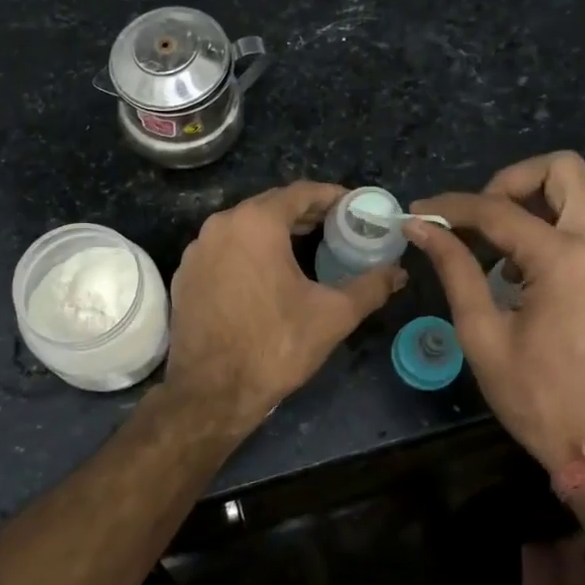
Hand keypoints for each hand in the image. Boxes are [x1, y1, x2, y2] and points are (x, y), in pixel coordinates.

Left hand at [166, 182, 406, 432]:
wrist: (211, 392)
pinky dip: (250, 252)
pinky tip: (268, 275)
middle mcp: (221, 225)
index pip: (301, 192)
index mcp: (256, 223)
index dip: (332, 196)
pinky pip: (225, 249)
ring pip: (245, 227)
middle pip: (271, 206)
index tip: (354, 207)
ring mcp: (198, 250)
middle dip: (306, 214)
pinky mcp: (186, 274)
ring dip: (277, 232)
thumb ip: (370, 286)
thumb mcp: (333, 315)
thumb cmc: (275, 345)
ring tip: (307, 249)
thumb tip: (398, 272)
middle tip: (337, 228)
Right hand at [406, 152, 584, 471]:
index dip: (452, 207)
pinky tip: (525, 275)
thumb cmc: (537, 398)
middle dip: (511, 182)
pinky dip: (553, 232)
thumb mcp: (483, 334)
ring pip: (580, 197)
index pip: (499, 211)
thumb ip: (455, 269)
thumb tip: (421, 227)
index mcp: (567, 261)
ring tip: (496, 253)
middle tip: (478, 218)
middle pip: (564, 170)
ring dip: (533, 208)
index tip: (421, 213)